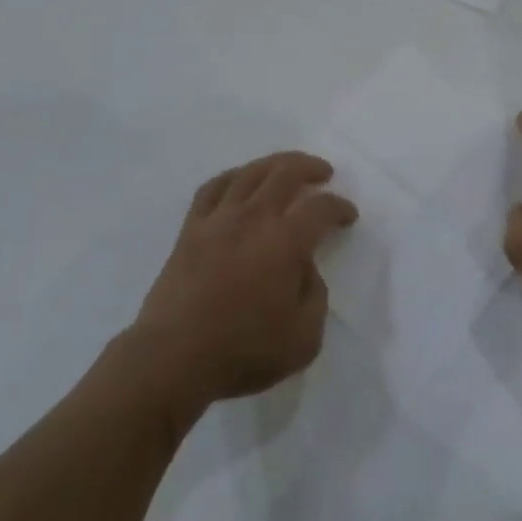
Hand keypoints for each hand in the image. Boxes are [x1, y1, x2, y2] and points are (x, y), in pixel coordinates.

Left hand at [130, 152, 355, 411]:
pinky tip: (240, 181)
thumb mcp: (303, 339)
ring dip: (275, 163)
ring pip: (250, 172)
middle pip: (286, 172)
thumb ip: (315, 297)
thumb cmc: (242, 351)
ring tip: (287, 167)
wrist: (173, 358)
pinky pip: (213, 187)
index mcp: (286, 242)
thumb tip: (306, 269)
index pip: (321, 208)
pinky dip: (233, 177)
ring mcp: (219, 218)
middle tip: (324, 173)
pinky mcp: (191, 228)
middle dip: (311, 167)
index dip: (340, 207)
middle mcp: (254, 217)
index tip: (348, 216)